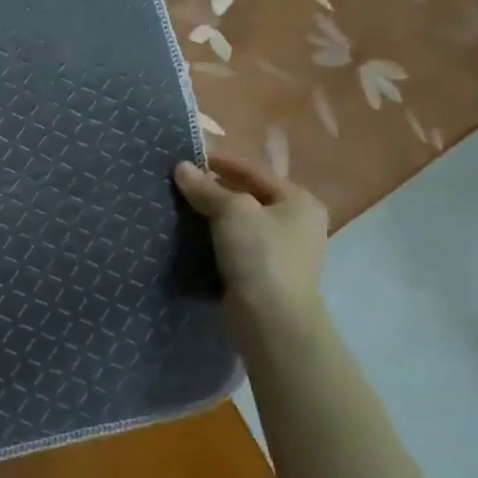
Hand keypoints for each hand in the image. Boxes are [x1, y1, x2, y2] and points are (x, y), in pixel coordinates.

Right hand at [175, 154, 328, 326]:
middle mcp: (296, 223)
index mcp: (298, 201)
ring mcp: (281, 251)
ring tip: (179, 208)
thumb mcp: (232, 212)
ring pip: (240, 223)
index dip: (220, 162)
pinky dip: (214, 239)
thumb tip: (181, 168)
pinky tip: (190, 237)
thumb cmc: (260, 256)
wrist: (272, 321)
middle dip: (214, 190)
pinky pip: (235, 246)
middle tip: (179, 183)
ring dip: (212, 216)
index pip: (254, 171)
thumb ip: (207, 189)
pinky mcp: (264, 275)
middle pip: (248, 196)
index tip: (187, 157)